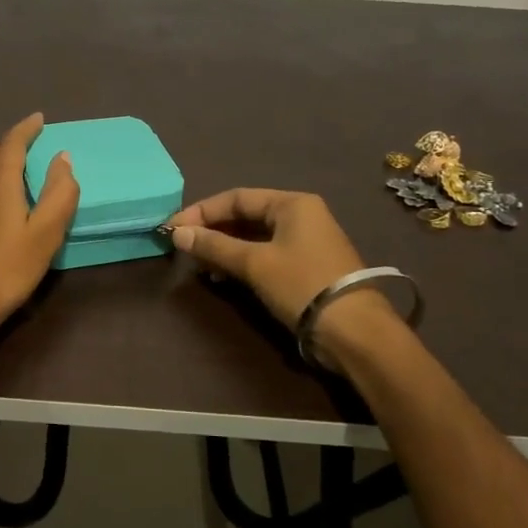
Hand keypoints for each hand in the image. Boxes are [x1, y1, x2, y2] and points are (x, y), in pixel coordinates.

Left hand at [0, 113, 78, 346]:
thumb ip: (59, 194)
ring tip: (20, 178)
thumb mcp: (45, 232)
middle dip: (6, 145)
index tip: (39, 118)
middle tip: (28, 150)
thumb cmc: (6, 268)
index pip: (11, 145)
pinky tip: (5, 212)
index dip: (25, 129)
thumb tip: (63, 158)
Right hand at [166, 189, 365, 325]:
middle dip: (214, 231)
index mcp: (292, 203)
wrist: (353, 330)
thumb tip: (177, 233)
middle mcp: (301, 215)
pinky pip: (267, 254)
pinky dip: (243, 262)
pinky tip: (225, 278)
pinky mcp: (307, 266)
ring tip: (203, 267)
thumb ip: (214, 246)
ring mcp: (307, 241)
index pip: (237, 197)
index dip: (202, 211)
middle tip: (185, 247)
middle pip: (246, 215)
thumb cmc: (301, 285)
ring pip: (255, 237)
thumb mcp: (254, 263)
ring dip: (226, 249)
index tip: (174, 228)